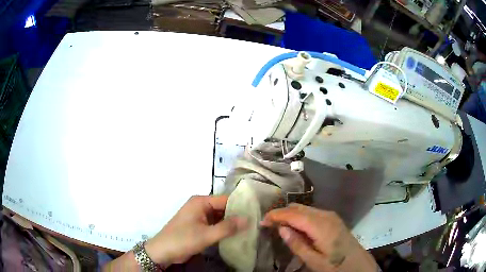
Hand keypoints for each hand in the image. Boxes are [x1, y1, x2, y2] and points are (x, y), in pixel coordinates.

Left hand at [145, 195, 247, 266]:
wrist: (163, 251)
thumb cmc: (182, 239)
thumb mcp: (206, 235)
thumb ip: (227, 227)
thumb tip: (248, 219)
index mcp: (200, 202)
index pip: (225, 200)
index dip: (240, 206)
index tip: (257, 213)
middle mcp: (200, 206)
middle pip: (223, 208)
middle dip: (237, 216)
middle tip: (255, 223)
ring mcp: (199, 217)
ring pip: (220, 217)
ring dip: (231, 224)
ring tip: (250, 229)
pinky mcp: (199, 226)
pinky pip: (215, 225)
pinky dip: (224, 229)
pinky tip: (236, 235)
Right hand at [261, 204, 376, 271]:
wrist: (358, 263)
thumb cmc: (335, 265)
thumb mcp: (314, 260)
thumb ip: (297, 243)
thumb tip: (281, 228)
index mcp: (320, 225)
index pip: (293, 214)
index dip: (276, 215)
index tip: (262, 221)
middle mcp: (325, 214)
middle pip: (298, 207)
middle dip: (281, 213)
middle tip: (268, 224)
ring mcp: (330, 215)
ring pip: (304, 208)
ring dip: (290, 214)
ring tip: (279, 226)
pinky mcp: (332, 218)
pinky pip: (312, 212)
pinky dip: (300, 216)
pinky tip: (296, 227)